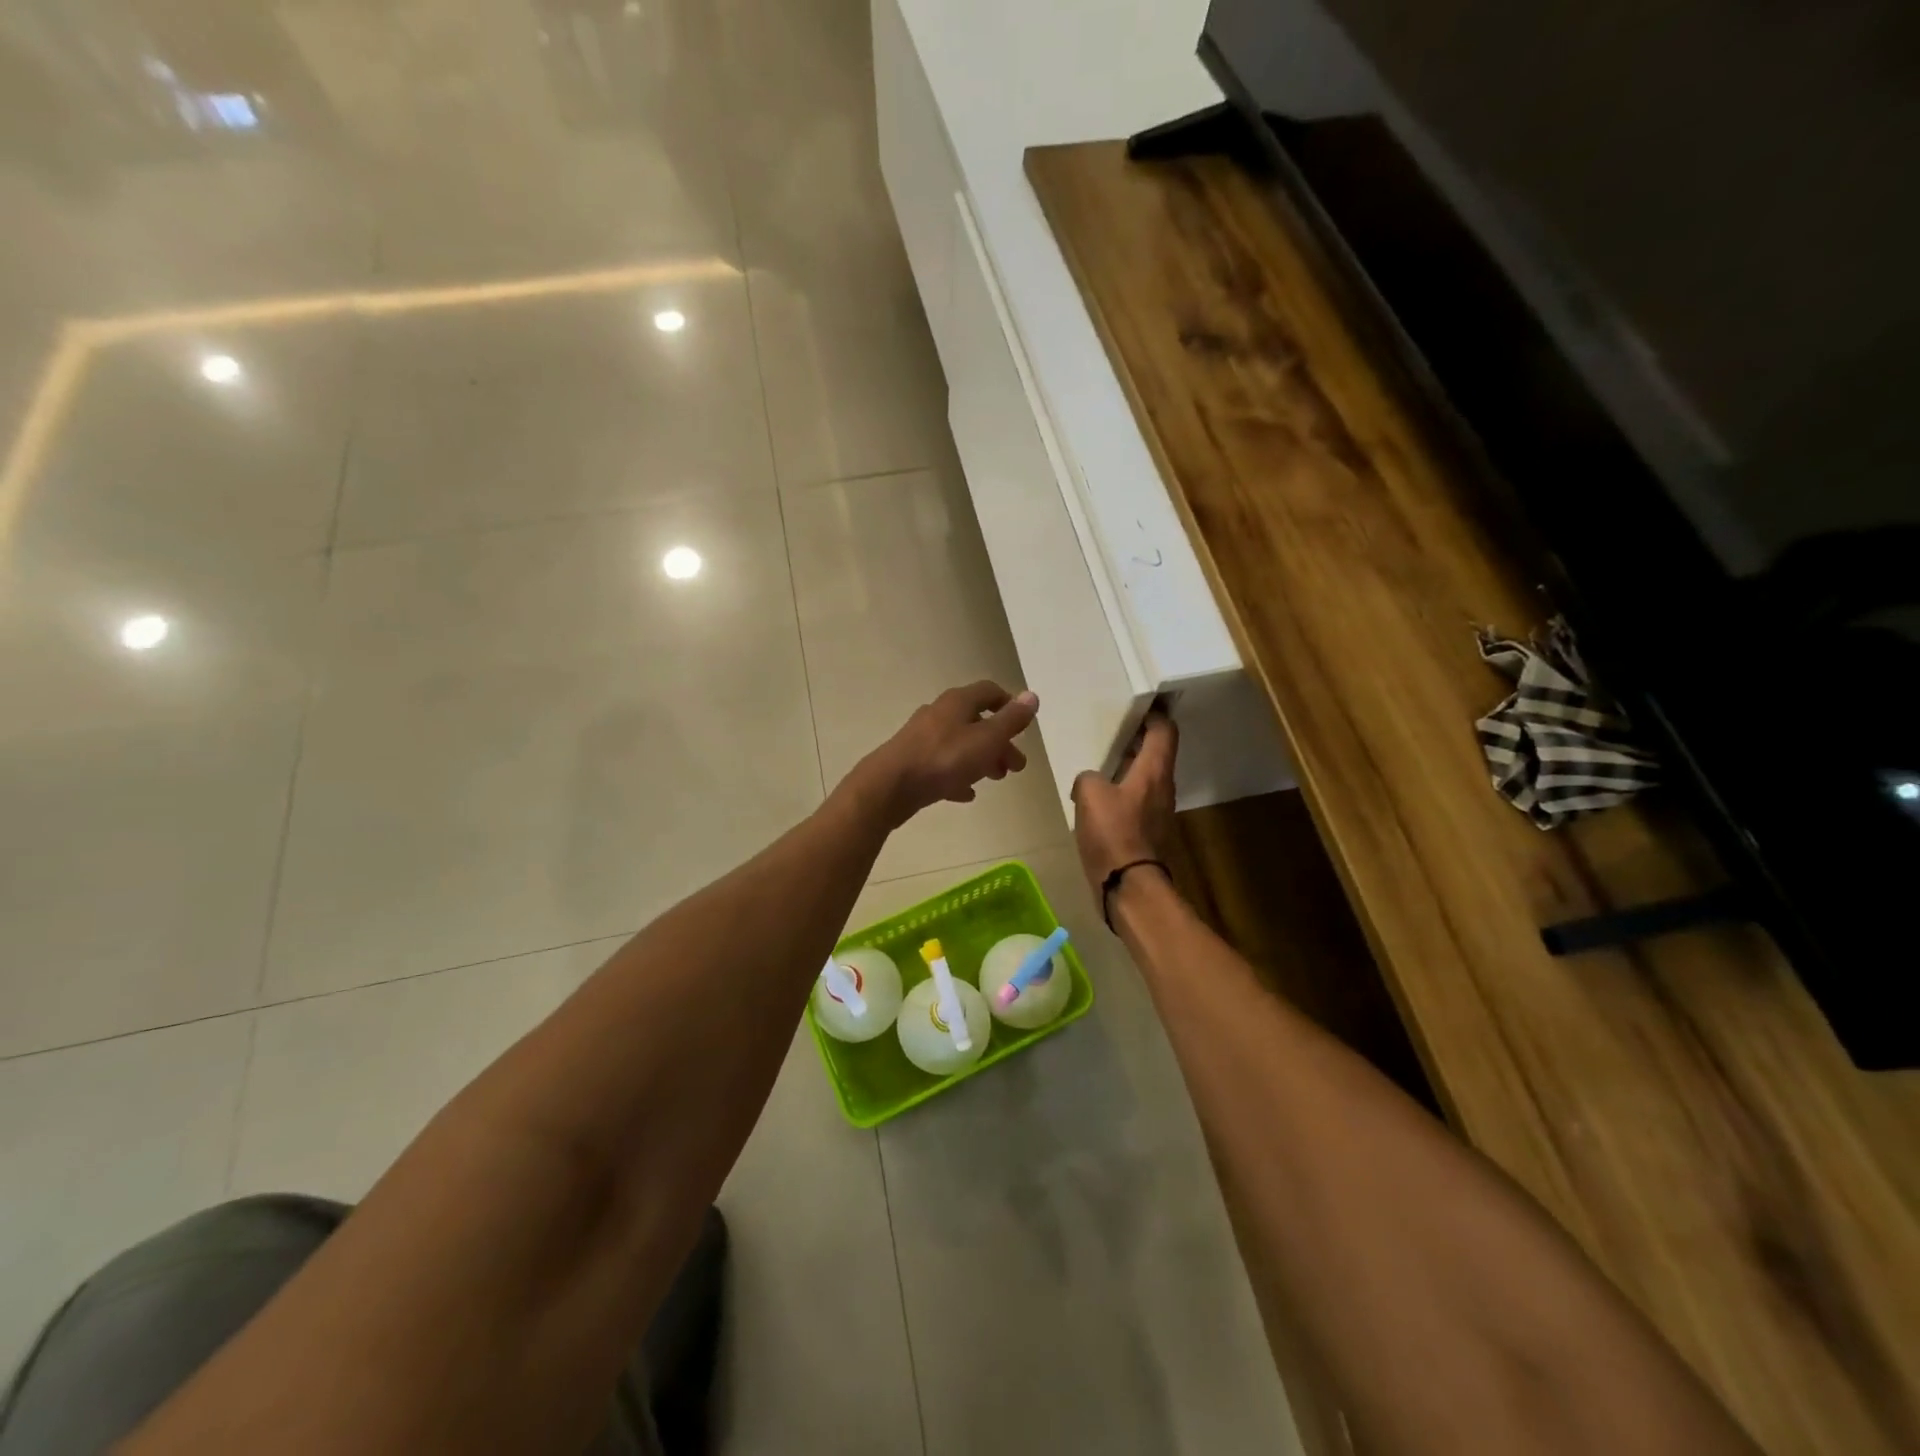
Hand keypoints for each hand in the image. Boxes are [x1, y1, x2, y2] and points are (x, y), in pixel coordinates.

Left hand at [855, 681, 1039, 826]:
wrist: (890, 786)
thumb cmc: (944, 759)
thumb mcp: (986, 739)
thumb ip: (1011, 720)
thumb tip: (1032, 696)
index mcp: (957, 702)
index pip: (989, 691)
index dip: (1009, 704)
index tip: (1023, 726)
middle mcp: (938, 714)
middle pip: (976, 722)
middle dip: (1000, 742)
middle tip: (1016, 766)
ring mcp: (922, 738)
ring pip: (960, 744)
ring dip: (981, 759)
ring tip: (995, 779)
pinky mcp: (912, 762)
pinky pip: (942, 766)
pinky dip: (958, 776)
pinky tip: (966, 794)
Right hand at [1071, 710, 1177, 895]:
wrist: (1128, 888)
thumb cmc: (1113, 834)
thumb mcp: (1089, 794)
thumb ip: (1088, 777)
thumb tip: (1090, 782)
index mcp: (1154, 771)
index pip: (1165, 731)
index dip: (1154, 714)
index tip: (1139, 704)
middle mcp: (1162, 788)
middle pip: (1156, 754)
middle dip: (1137, 740)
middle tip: (1112, 730)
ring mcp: (1158, 813)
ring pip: (1146, 779)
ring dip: (1128, 768)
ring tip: (1101, 763)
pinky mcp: (1148, 834)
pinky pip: (1136, 802)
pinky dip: (1122, 794)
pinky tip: (1099, 800)